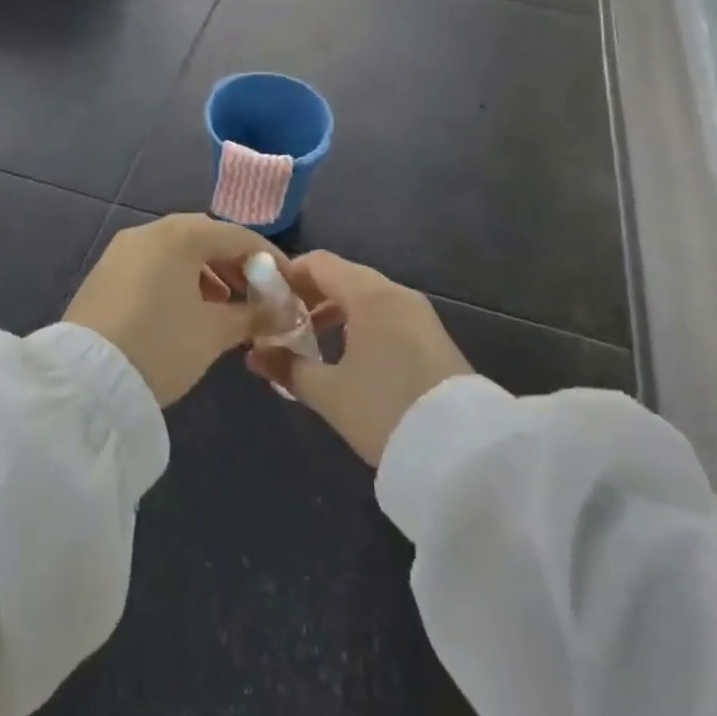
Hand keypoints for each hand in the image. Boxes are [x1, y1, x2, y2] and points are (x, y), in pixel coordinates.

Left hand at [64, 214, 274, 406]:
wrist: (85, 380)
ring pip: (177, 251)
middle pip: (205, 238)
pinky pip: (153, 264)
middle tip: (255, 294)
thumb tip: (280, 311)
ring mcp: (123, 249)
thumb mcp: (214, 333)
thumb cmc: (161, 345)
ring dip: (206, 273)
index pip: (238, 237)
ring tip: (223, 308)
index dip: (268, 259)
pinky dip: (177, 279)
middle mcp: (150, 231)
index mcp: (181, 235)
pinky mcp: (105, 272)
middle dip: (234, 264)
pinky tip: (186, 310)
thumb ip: (252, 315)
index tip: (288, 283)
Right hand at [246, 251, 472, 464]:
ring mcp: (418, 314)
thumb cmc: (385, 411)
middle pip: (343, 276)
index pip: (319, 263)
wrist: (462, 452)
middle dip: (309, 294)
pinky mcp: (431, 336)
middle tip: (280, 321)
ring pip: (365, 296)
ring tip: (308, 339)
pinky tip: (345, 353)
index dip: (287, 275)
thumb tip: (254, 354)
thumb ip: (287, 368)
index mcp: (370, 295)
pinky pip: (385, 314)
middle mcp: (395, 293)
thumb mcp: (329, 394)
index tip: (263, 298)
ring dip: (334, 309)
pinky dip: (359, 322)